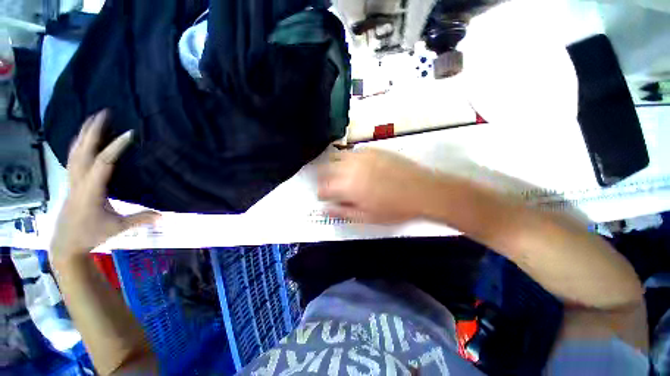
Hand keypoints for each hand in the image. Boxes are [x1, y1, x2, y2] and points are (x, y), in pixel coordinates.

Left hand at [50, 110, 158, 260]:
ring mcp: (72, 180)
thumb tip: (165, 215)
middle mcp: (78, 181)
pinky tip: (83, 138)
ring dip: (84, 133)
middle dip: (93, 130)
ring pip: (75, 151)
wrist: (65, 243)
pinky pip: (73, 157)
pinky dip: (78, 144)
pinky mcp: (72, 181)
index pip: (104, 162)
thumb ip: (140, 219)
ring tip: (93, 119)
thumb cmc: (91, 235)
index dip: (116, 147)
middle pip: (84, 150)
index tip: (130, 133)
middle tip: (104, 113)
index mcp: (90, 190)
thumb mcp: (117, 228)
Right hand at [317, 149, 437, 222]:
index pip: (323, 188)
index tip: (325, 198)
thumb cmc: (394, 209)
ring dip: (334, 166)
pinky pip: (353, 151)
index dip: (322, 194)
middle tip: (330, 186)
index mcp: (347, 187)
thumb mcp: (367, 217)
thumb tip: (325, 210)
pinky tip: (355, 166)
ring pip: (337, 156)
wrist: (423, 190)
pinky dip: (348, 158)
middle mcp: (350, 167)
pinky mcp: (372, 149)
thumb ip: (343, 212)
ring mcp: (361, 155)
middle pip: (325, 169)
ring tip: (340, 174)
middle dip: (324, 179)